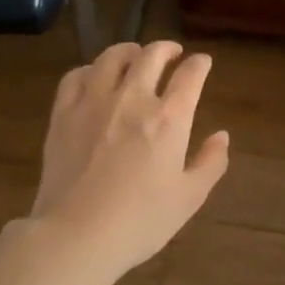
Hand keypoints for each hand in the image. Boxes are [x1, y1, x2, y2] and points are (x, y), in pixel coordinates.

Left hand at [30, 40, 230, 278]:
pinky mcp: (63, 114)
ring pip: (112, 58)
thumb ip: (210, 163)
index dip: (199, 64)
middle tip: (172, 53)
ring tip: (134, 55)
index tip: (202, 62)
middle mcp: (132, 99)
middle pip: (151, 56)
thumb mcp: (189, 198)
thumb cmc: (141, 221)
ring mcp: (93, 103)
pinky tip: (94, 77)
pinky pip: (76, 76)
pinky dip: (90, 69)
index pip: (189, 76)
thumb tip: (221, 136)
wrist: (77, 235)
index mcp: (169, 119)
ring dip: (129, 51)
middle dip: (166, 49)